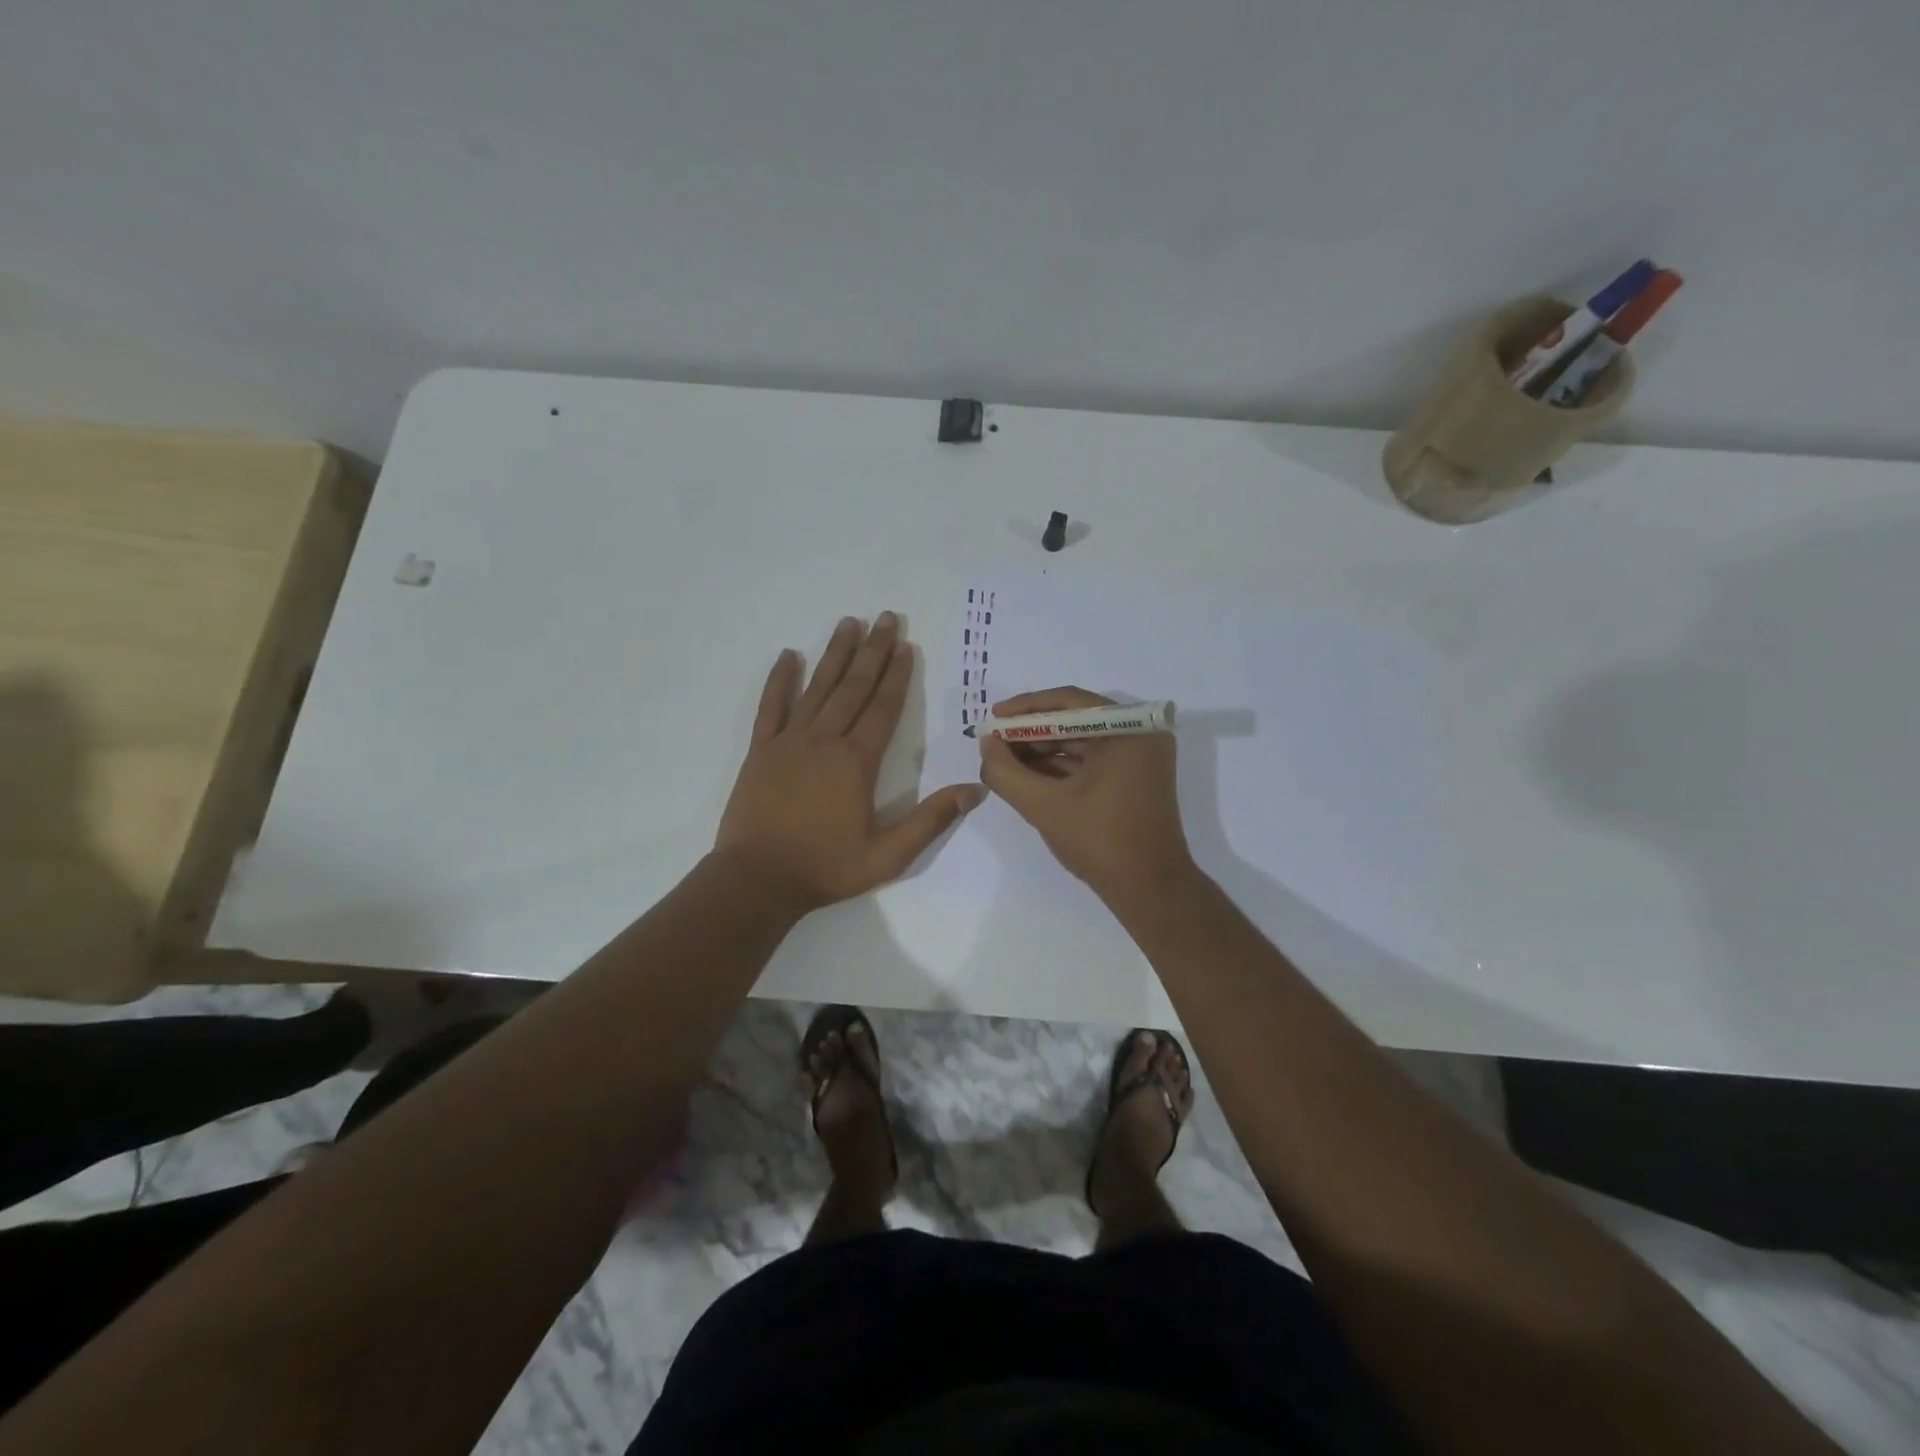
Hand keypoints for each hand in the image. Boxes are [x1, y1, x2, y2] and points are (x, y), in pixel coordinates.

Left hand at [716, 613, 983, 911]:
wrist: (757, 880)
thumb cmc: (826, 868)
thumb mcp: (889, 855)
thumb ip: (931, 820)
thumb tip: (975, 790)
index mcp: (857, 762)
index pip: (883, 708)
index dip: (897, 676)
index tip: (906, 646)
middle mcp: (825, 740)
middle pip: (853, 687)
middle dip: (873, 651)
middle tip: (886, 618)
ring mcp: (789, 741)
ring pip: (817, 688)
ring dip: (835, 654)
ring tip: (848, 622)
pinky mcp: (761, 751)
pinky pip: (771, 707)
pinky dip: (779, 680)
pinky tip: (787, 656)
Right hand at [977, 687, 1195, 900]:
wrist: (1149, 891)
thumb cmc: (1100, 842)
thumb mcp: (1044, 806)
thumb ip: (1006, 772)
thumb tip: (986, 743)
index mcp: (1129, 730)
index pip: (1069, 702)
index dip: (1026, 709)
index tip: (992, 717)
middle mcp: (1140, 734)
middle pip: (1074, 720)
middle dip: (1031, 733)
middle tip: (993, 743)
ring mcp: (1139, 757)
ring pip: (1080, 742)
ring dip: (1041, 751)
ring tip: (1003, 761)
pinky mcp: (1134, 778)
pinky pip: (1091, 761)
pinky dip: (1059, 767)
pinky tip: (1026, 776)